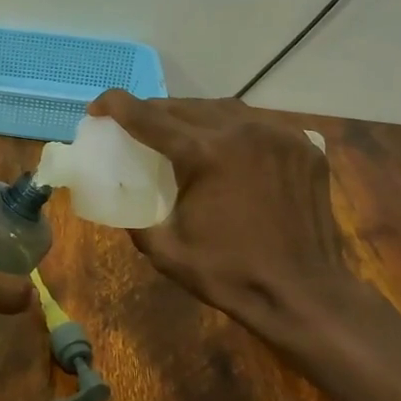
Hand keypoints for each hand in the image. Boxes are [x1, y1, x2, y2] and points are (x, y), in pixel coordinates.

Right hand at [88, 90, 381, 353]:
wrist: (304, 294)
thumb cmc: (230, 275)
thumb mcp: (165, 250)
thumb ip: (134, 218)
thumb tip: (118, 198)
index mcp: (205, 154)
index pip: (148, 117)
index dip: (116, 106)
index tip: (97, 108)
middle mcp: (242, 132)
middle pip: (184, 106)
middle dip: (153, 111)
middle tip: (135, 125)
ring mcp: (278, 135)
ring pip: (222, 109)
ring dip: (192, 116)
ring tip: (178, 132)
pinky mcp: (303, 146)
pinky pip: (257, 124)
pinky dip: (232, 128)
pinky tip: (225, 146)